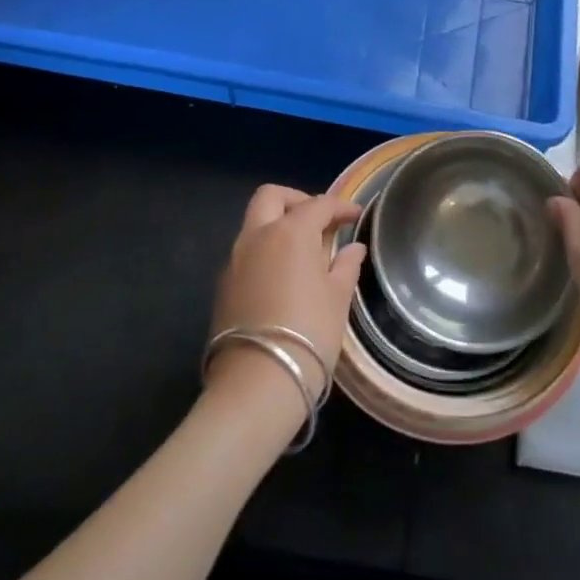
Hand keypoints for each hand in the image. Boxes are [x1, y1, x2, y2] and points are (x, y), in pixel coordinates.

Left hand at [207, 186, 363, 420]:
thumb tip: (352, 248)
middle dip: (297, 200)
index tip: (356, 215)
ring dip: (278, 225)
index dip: (340, 206)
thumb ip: (345, 265)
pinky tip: (283, 276)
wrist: (258, 382)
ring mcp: (235, 260)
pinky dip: (266, 251)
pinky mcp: (223, 285)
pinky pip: (247, 252)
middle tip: (319, 220)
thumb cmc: (309, 333)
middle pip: (271, 197)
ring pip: (254, 223)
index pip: (318, 205)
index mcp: (290, 232)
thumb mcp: (338, 298)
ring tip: (304, 251)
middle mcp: (257, 236)